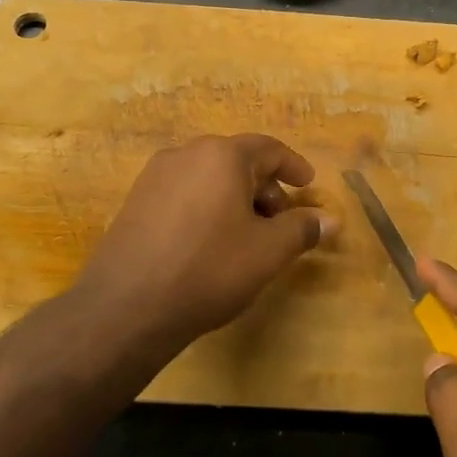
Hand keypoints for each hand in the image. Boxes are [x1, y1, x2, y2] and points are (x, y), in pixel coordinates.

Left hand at [79, 134, 336, 347]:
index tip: (309, 184)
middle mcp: (187, 153)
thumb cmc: (209, 269)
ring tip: (247, 237)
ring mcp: (156, 175)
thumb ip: (302, 228)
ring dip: (236, 198)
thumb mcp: (268, 252)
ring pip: (210, 177)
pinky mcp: (136, 200)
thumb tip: (330, 219)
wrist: (127, 306)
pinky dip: (208, 206)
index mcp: (222, 155)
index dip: (294, 167)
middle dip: (265, 188)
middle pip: (238, 161)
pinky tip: (210, 243)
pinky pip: (185, 192)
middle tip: (281, 222)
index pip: (269, 149)